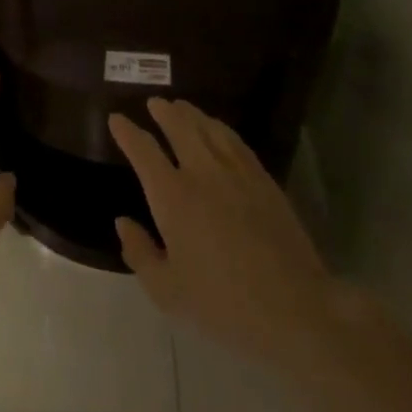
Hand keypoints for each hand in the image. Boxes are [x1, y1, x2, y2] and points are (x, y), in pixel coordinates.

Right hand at [109, 98, 329, 368]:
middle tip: (154, 102)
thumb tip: (123, 222)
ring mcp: (237, 174)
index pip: (144, 151)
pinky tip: (218, 130)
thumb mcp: (167, 291)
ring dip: (192, 114)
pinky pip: (237, 142)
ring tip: (181, 106)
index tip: (116, 119)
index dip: (127, 132)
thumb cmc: (223, 305)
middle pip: (180, 127)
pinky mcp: (264, 181)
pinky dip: (221, 129)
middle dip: (164, 112)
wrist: (294, 309)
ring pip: (210, 129)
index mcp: (172, 197)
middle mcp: (202, 174)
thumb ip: (139, 253)